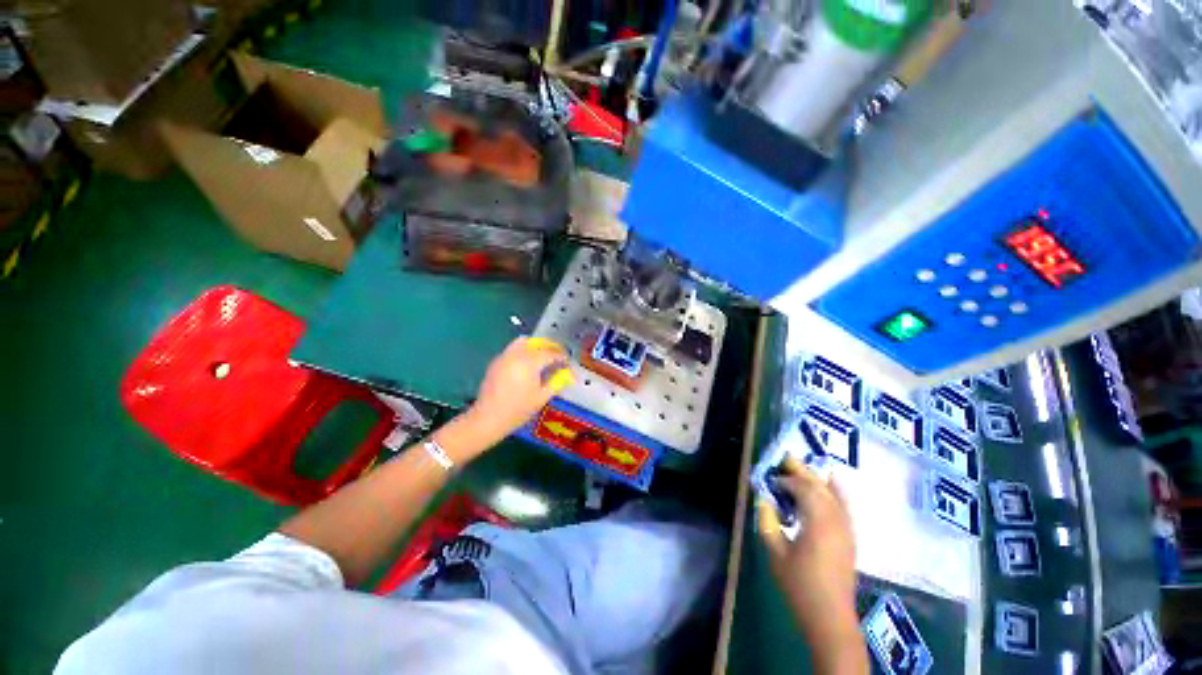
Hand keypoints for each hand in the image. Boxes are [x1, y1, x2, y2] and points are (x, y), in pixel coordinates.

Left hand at [464, 336, 572, 443]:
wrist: (488, 418)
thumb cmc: (518, 410)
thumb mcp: (542, 397)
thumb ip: (556, 382)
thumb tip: (567, 373)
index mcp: (529, 363)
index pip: (550, 353)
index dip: (561, 356)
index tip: (567, 361)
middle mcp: (516, 355)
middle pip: (537, 343)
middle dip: (549, 347)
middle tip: (557, 355)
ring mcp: (504, 357)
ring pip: (522, 342)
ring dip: (535, 345)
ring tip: (542, 356)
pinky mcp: (496, 362)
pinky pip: (512, 349)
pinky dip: (523, 351)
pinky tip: (526, 364)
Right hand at [757, 458, 866, 673]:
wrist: (830, 616)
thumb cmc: (799, 584)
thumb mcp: (775, 552)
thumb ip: (768, 521)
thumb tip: (764, 499)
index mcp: (818, 521)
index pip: (803, 488)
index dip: (786, 480)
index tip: (771, 480)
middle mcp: (836, 519)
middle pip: (820, 485)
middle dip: (803, 470)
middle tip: (786, 457)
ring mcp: (846, 528)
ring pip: (833, 493)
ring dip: (817, 479)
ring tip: (802, 468)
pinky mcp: (850, 537)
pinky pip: (843, 505)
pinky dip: (834, 491)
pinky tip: (829, 486)